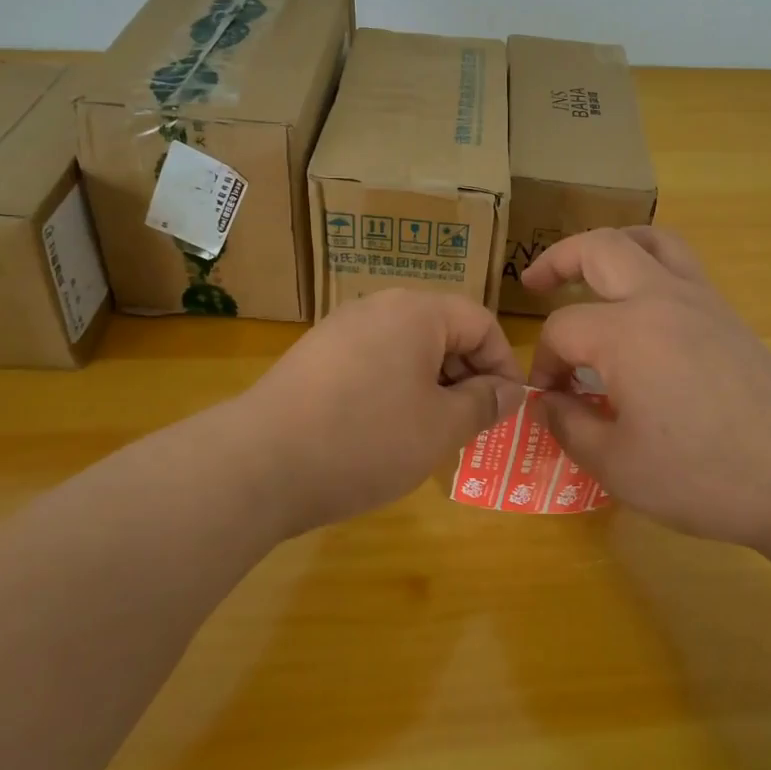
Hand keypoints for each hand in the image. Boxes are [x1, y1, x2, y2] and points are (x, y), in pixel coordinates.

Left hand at [236, 290, 526, 535]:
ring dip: (432, 385)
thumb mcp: (440, 427)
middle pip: (443, 331)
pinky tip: (385, 430)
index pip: (481, 323)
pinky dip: (394, 388)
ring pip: (407, 348)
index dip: (504, 365)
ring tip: (432, 432)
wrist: (259, 463)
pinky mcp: (316, 354)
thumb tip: (510, 390)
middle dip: (467, 376)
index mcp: (417, 312)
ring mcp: (342, 327)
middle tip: (472, 426)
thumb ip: (484, 403)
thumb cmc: (365, 440)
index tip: (507, 409)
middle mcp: (379, 306)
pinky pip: (374, 360)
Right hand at [521, 227, 770, 557]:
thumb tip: (546, 401)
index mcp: (625, 332)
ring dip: (611, 245)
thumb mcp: (618, 465)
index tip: (549, 399)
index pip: (562, 329)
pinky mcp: (728, 315)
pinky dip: (650, 262)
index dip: (544, 362)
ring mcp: (700, 300)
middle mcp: (660, 298)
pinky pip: (681, 263)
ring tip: (590, 268)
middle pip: (600, 248)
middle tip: (534, 282)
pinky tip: (643, 303)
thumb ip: (570, 426)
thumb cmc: (705, 474)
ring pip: (650, 240)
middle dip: (559, 259)